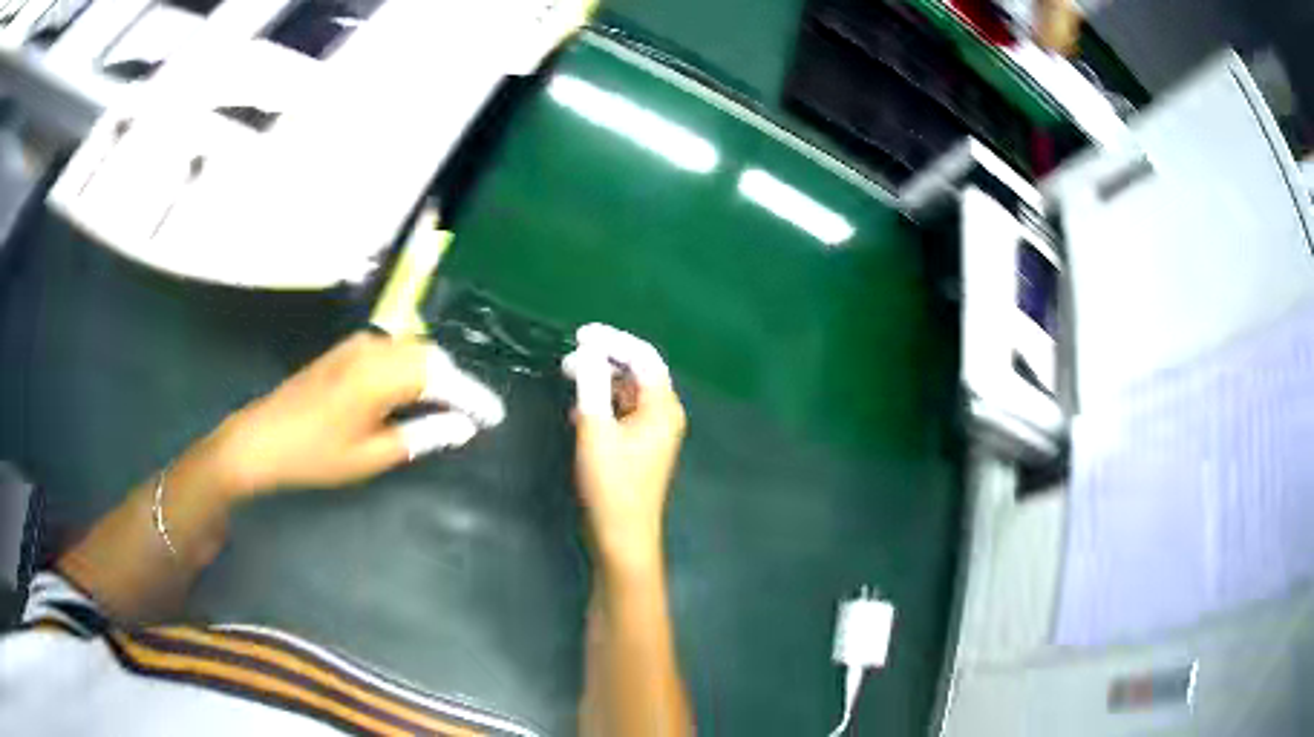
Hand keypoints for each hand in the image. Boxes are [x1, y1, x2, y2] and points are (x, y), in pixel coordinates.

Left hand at [207, 332, 504, 497]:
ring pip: (411, 349)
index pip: (442, 377)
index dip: (472, 397)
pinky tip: (411, 390)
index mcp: (382, 374)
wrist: (262, 438)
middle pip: (429, 355)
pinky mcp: (345, 350)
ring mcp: (357, 345)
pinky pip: (391, 349)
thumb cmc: (316, 454)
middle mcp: (373, 348)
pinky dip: (410, 367)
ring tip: (447, 404)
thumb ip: (421, 436)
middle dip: (455, 382)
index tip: (494, 417)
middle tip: (472, 414)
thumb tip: (462, 427)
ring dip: (433, 372)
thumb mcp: (371, 455)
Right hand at [564, 324, 685, 574]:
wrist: (622, 536)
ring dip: (600, 381)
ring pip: (627, 392)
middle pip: (637, 372)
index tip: (580, 334)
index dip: (613, 340)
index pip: (643, 357)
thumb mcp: (595, 430)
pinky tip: (578, 409)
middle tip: (569, 357)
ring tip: (568, 377)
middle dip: (604, 359)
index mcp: (662, 407)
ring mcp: (653, 432)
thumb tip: (588, 352)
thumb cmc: (611, 484)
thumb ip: (591, 386)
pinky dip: (602, 403)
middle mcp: (663, 414)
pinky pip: (622, 412)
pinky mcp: (639, 446)